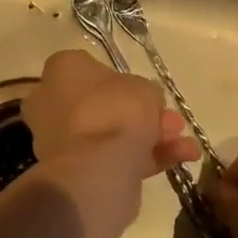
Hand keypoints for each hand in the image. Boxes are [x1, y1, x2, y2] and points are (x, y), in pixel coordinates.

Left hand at [23, 50, 199, 180]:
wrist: (97, 166)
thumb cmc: (115, 110)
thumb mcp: (144, 89)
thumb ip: (146, 92)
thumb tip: (145, 103)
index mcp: (61, 71)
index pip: (89, 68)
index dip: (122, 81)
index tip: (146, 92)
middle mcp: (52, 102)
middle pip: (103, 105)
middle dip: (142, 115)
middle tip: (173, 123)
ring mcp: (60, 139)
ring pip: (109, 134)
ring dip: (150, 137)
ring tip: (186, 146)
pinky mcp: (72, 169)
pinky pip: (111, 157)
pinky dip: (144, 158)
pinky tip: (180, 159)